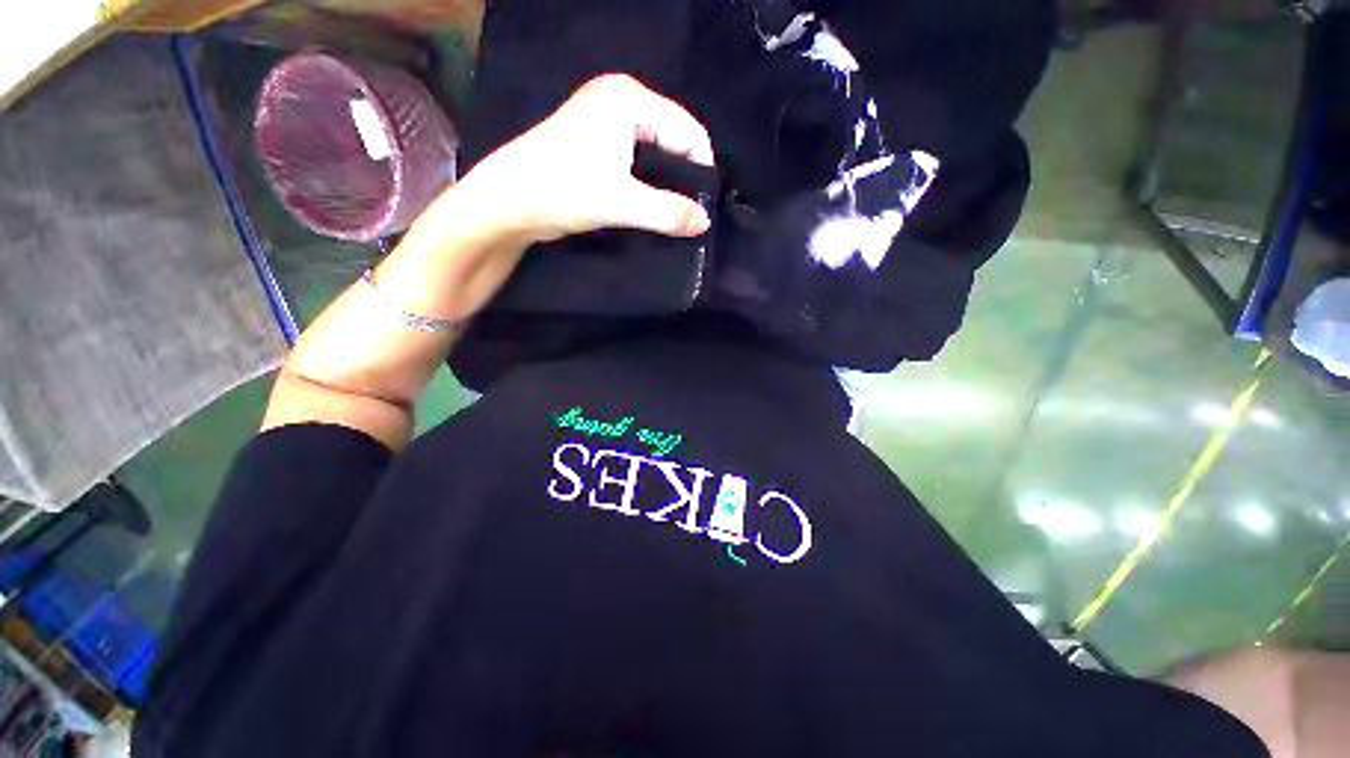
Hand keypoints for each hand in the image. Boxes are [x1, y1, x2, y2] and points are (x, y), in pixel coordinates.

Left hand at [457, 74, 715, 242]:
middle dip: (685, 181)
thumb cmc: (560, 191)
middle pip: (674, 143)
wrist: (507, 205)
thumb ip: (668, 212)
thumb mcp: (619, 202)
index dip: (701, 172)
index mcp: (629, 100)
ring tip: (676, 218)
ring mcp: (610, 125)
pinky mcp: (601, 148)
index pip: (688, 132)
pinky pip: (641, 167)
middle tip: (691, 218)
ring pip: (658, 158)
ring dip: (668, 189)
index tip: (704, 211)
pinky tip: (655, 211)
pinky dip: (651, 189)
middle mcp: (622, 104)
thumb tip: (705, 222)